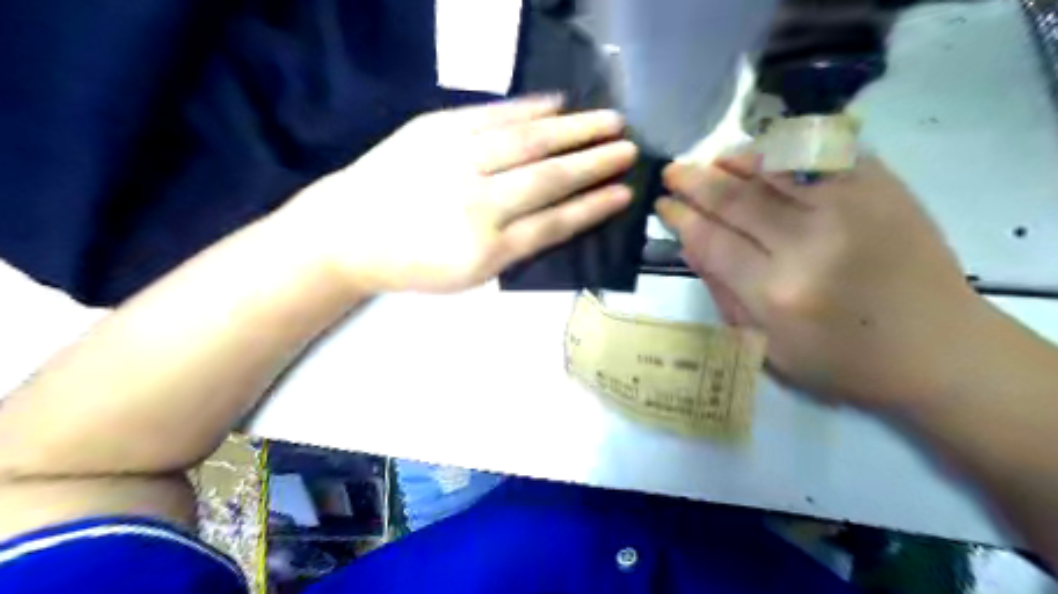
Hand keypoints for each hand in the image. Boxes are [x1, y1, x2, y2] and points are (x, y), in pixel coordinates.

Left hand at [277, 95, 635, 293]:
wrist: (350, 233)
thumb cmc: (415, 264)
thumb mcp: (470, 276)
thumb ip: (517, 247)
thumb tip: (562, 214)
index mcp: (487, 250)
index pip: (554, 224)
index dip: (593, 207)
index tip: (625, 193)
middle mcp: (477, 203)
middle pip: (549, 178)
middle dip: (595, 162)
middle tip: (629, 149)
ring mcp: (455, 160)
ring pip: (528, 141)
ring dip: (574, 129)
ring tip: (609, 120)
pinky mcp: (435, 130)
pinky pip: (492, 115)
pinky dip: (529, 108)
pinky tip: (558, 102)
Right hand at [658, 150, 983, 411]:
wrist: (939, 351)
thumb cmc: (842, 363)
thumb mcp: (766, 347)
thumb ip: (723, 293)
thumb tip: (690, 244)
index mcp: (776, 292)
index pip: (711, 240)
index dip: (680, 218)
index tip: (662, 205)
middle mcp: (809, 242)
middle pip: (736, 198)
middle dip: (695, 181)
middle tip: (672, 172)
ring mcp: (851, 207)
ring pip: (774, 166)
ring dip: (734, 159)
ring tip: (710, 160)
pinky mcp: (883, 188)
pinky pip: (822, 152)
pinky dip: (785, 148)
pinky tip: (762, 152)